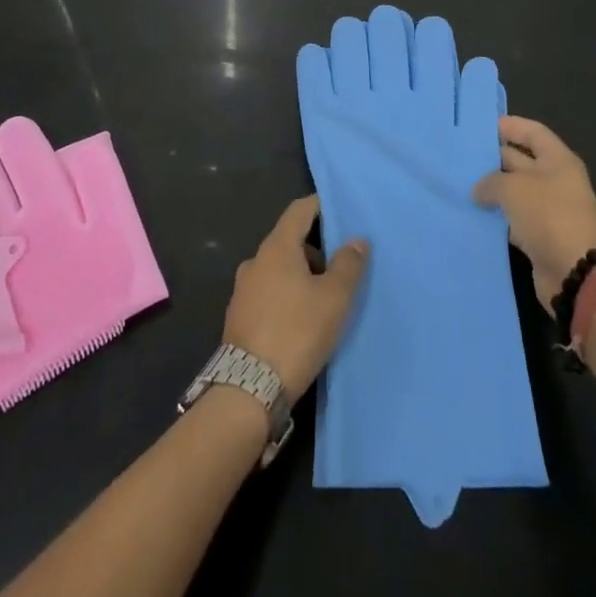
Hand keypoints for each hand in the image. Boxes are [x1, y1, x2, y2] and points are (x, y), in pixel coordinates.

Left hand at [223, 196, 369, 400]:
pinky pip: (268, 292)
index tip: (341, 212)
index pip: (299, 210)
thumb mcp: (334, 299)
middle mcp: (255, 261)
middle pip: (289, 240)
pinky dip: (286, 295)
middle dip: (315, 248)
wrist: (248, 390)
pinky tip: (301, 320)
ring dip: (301, 275)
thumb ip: (348, 265)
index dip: (320, 206)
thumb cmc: (296, 333)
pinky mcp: (239, 317)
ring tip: (325, 298)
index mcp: (277, 247)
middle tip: (341, 266)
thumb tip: (356, 240)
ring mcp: (243, 289)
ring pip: (278, 269)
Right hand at [472, 117, 595, 310]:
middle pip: (521, 161)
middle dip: (494, 159)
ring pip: (515, 192)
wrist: (575, 273)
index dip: (510, 126)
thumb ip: (491, 182)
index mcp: (558, 160)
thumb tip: (479, 190)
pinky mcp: (540, 236)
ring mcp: (549, 210)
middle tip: (462, 157)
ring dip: (492, 190)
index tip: (482, 126)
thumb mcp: (514, 189)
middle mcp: (555, 181)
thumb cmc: (548, 216)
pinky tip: (473, 214)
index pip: (532, 132)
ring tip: (462, 184)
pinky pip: (514, 218)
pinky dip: (497, 216)